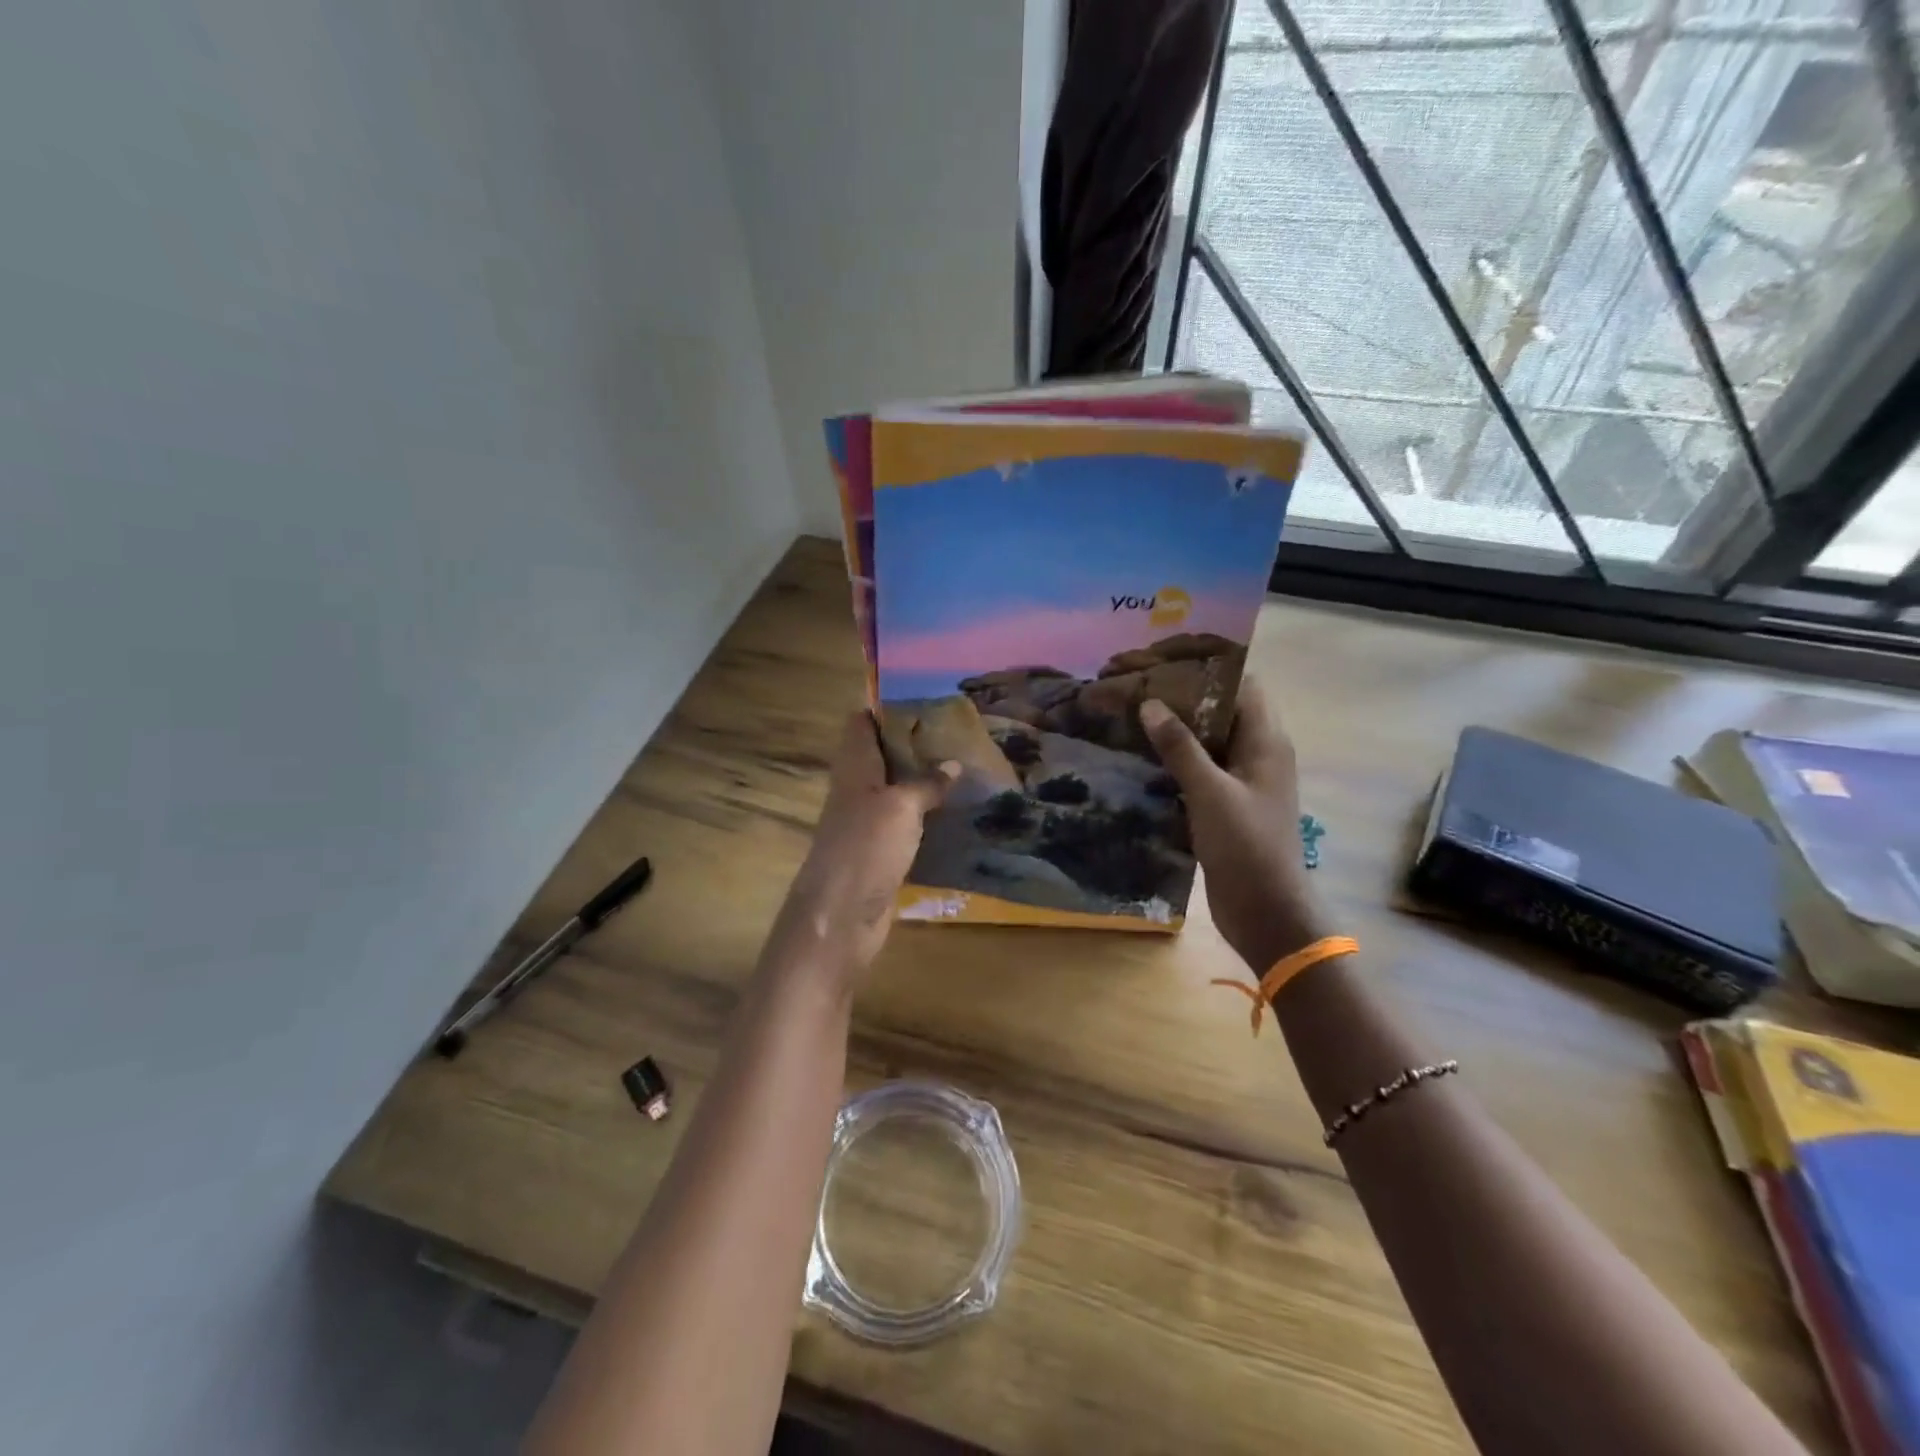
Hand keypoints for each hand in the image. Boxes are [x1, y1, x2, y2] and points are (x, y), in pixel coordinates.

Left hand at [776, 712, 954, 974]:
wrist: (840, 917)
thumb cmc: (865, 849)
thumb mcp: (901, 807)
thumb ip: (927, 783)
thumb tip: (954, 763)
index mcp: (854, 767)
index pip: (861, 723)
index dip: (886, 706)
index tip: (924, 697)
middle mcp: (857, 789)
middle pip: (882, 755)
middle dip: (914, 742)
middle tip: (958, 730)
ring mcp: (867, 823)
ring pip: (896, 789)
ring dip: (924, 779)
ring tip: (965, 764)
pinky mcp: (880, 852)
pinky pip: (906, 823)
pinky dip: (927, 814)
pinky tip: (956, 811)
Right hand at [1139, 684, 1328, 972]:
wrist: (1265, 912)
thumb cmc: (1245, 846)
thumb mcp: (1209, 792)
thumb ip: (1180, 747)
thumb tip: (1150, 704)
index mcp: (1267, 742)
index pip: (1244, 685)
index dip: (1209, 669)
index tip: (1165, 662)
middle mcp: (1258, 755)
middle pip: (1221, 712)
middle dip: (1183, 699)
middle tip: (1138, 688)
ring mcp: (1242, 782)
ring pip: (1208, 743)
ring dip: (1175, 732)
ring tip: (1131, 718)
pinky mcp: (1226, 806)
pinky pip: (1199, 771)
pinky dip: (1174, 762)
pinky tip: (1140, 761)